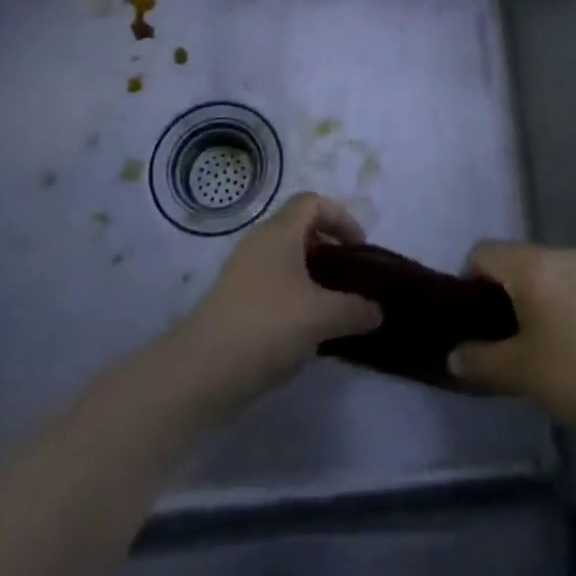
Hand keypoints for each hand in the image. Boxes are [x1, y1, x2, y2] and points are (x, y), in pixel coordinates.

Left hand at [174, 193, 382, 405]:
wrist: (199, 372)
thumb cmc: (266, 326)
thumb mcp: (321, 317)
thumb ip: (355, 309)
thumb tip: (377, 309)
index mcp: (279, 232)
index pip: (313, 202)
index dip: (341, 217)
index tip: (359, 249)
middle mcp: (259, 243)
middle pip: (299, 227)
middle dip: (329, 247)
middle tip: (349, 277)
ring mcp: (242, 272)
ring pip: (285, 258)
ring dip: (312, 274)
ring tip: (332, 306)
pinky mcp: (233, 301)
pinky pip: (272, 283)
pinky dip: (294, 295)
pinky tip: (305, 329)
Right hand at [450, 242, 575, 447]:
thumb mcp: (520, 373)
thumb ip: (480, 360)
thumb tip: (453, 356)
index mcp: (532, 265)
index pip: (482, 252)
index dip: (468, 283)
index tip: (472, 323)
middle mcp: (561, 255)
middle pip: (515, 260)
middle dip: (501, 293)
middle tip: (499, 338)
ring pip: (547, 274)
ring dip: (533, 300)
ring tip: (535, 346)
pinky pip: (574, 287)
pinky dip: (562, 306)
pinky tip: (572, 347)